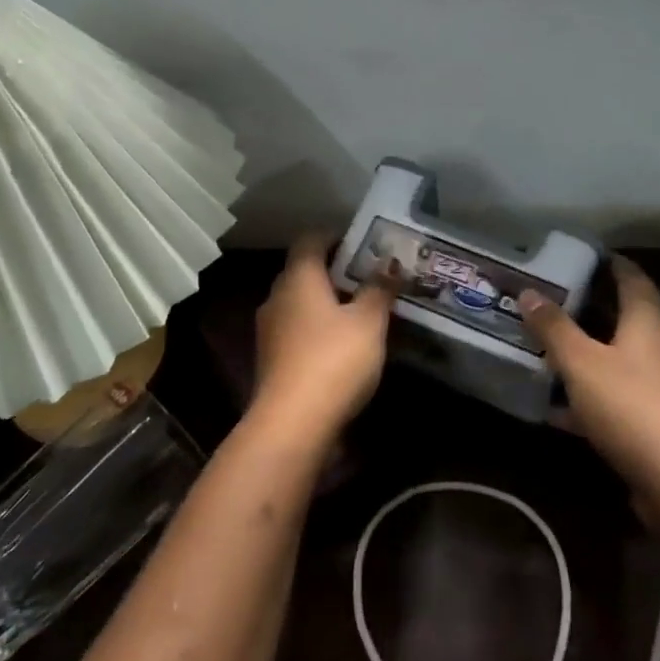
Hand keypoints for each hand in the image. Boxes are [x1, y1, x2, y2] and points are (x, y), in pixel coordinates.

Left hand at [251, 235, 395, 448]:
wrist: (292, 424)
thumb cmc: (333, 360)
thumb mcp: (368, 322)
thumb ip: (379, 289)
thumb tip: (390, 262)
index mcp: (298, 278)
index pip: (310, 240)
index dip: (336, 236)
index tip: (364, 243)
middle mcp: (277, 296)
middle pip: (304, 271)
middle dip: (335, 271)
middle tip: (370, 276)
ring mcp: (269, 330)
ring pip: (300, 303)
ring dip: (326, 302)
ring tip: (361, 310)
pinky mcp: (271, 360)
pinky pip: (297, 330)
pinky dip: (318, 328)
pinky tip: (342, 344)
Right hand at [520, 257, 659, 498]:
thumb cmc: (630, 406)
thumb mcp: (580, 363)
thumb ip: (553, 328)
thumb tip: (529, 292)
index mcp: (651, 323)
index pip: (633, 278)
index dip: (610, 264)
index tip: (585, 256)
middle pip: (629, 319)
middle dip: (593, 312)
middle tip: (557, 305)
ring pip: (626, 360)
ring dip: (594, 356)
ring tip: (555, 356)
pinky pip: (628, 396)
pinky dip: (600, 395)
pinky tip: (565, 412)